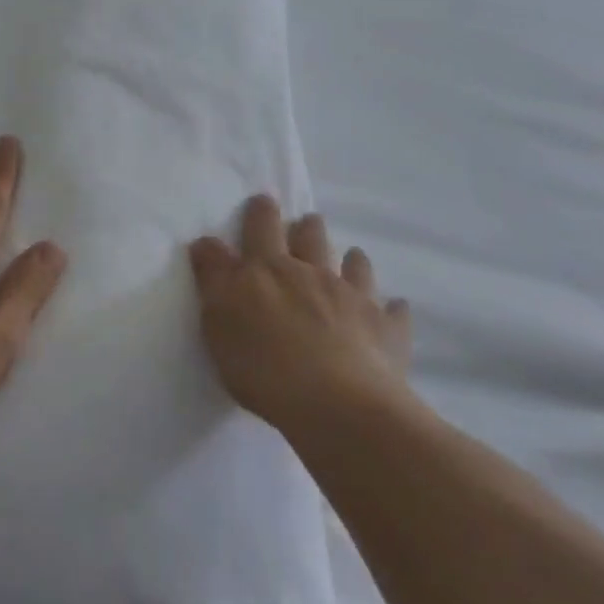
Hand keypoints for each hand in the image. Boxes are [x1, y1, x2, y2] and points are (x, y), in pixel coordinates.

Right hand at [190, 195, 412, 430]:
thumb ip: (213, 278)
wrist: (336, 403)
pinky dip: (393, 308)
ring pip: (354, 265)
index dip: (259, 212)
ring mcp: (351, 297)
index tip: (261, 200)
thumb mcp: (218, 321)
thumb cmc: (263, 365)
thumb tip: (206, 242)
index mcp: (267, 269)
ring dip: (351, 257)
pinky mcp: (384, 328)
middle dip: (304, 226)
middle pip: (309, 238)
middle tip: (305, 220)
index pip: (259, 229)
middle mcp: (310, 272)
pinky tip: (396, 307)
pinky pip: (393, 311)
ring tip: (352, 254)